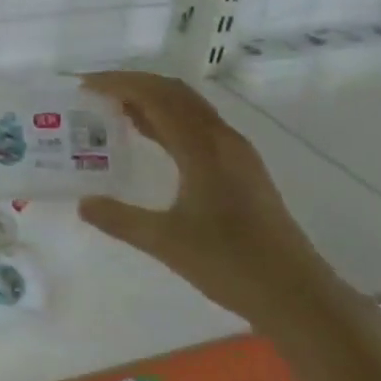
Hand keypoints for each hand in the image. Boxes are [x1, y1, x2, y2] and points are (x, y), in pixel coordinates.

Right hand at [76, 71, 344, 336]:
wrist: (298, 296)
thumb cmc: (231, 264)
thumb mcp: (166, 243)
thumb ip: (120, 220)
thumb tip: (83, 203)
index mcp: (204, 148)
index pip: (157, 97)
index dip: (119, 84)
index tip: (85, 86)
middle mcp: (223, 140)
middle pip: (175, 92)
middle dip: (134, 84)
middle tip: (96, 93)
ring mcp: (237, 154)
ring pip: (189, 108)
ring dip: (153, 100)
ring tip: (115, 110)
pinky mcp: (243, 170)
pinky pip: (198, 127)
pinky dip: (168, 120)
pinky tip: (150, 138)